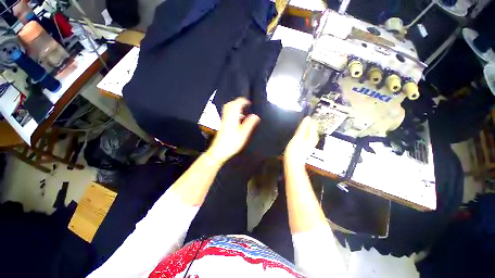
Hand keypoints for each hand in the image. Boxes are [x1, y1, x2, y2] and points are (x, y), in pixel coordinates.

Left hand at [207, 97, 259, 163]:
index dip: (243, 101)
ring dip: (235, 106)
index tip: (249, 102)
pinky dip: (233, 112)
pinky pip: (227, 114)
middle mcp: (226, 117)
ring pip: (228, 109)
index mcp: (232, 117)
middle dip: (238, 102)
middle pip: (230, 104)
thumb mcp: (243, 134)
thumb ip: (249, 124)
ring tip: (243, 111)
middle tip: (246, 104)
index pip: (237, 104)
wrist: (219, 151)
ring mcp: (223, 120)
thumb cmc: (232, 143)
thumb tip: (255, 116)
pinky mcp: (222, 124)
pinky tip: (238, 119)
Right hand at [285, 117, 318, 164]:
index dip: (308, 120)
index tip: (302, 117)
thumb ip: (303, 127)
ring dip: (303, 129)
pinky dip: (302, 134)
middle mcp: (313, 140)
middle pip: (311, 129)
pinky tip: (297, 135)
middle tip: (298, 123)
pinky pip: (305, 137)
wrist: (293, 163)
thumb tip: (307, 118)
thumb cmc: (294, 150)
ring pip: (308, 133)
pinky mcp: (305, 146)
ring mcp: (309, 143)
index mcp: (312, 137)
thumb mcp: (298, 137)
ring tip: (297, 128)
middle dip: (306, 125)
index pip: (313, 124)